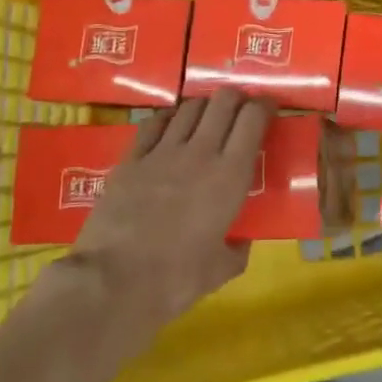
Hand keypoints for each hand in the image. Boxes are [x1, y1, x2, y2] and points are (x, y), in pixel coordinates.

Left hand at [59, 88, 273, 336]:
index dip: (264, 106)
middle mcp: (200, 152)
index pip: (253, 119)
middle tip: (240, 109)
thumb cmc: (175, 280)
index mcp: (230, 176)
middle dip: (236, 98)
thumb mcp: (220, 271)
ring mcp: (162, 152)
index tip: (269, 107)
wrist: (112, 283)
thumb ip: (236, 250)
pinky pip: (154, 123)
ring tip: (206, 118)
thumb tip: (241, 243)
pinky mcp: (131, 159)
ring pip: (189, 107)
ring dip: (204, 107)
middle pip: (223, 102)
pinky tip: (170, 125)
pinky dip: (168, 118)